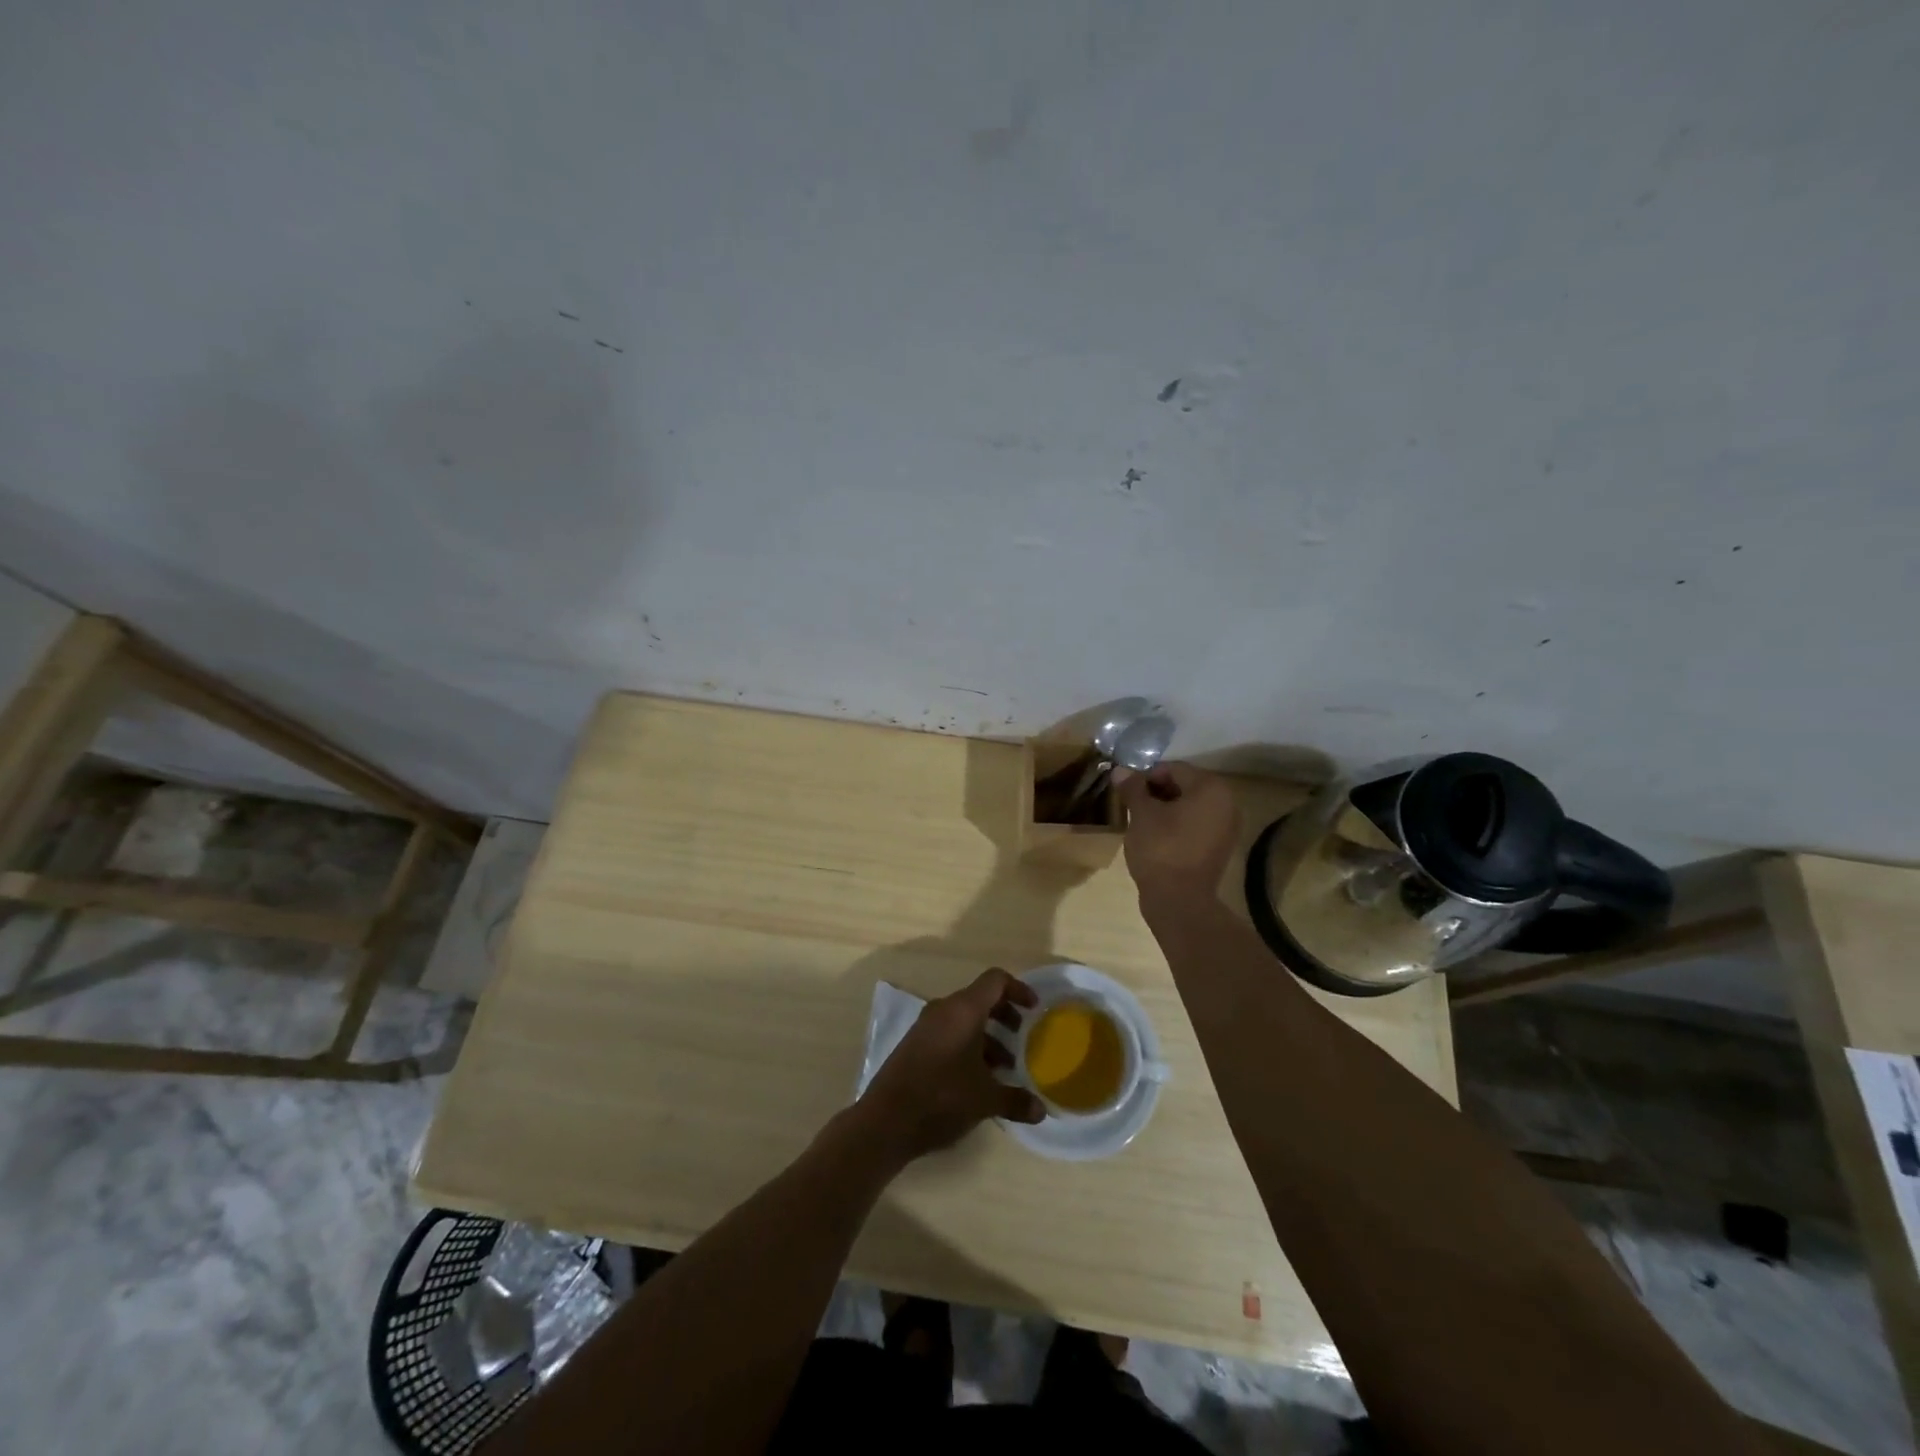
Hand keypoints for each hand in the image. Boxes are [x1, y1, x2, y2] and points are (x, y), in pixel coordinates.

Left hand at [858, 968, 1044, 1164]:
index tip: (1034, 1010)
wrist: (886, 1121)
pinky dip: (969, 1046)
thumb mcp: (985, 1100)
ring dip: (988, 1036)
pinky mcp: (915, 1045)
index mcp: (963, 1010)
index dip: (1018, 989)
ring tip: (1005, 1067)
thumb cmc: (941, 1098)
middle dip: (1005, 1015)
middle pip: (980, 998)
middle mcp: (944, 1010)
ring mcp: (926, 1027)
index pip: (996, 981)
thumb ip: (1016, 1100)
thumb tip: (1041, 1110)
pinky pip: (949, 1033)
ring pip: (965, 1019)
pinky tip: (978, 1079)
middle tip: (1023, 1038)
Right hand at [1113, 762, 1239, 903]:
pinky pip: (1196, 825)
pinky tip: (1157, 837)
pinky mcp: (1220, 847)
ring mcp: (1227, 827)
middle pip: (1184, 786)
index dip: (1146, 777)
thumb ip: (1133, 788)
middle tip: (1133, 806)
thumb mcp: (1141, 814)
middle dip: (1157, 792)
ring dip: (1166, 809)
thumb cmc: (1161, 849)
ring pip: (1190, 806)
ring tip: (1142, 822)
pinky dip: (1177, 825)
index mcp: (1211, 788)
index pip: (1173, 769)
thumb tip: (1120, 770)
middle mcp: (1227, 803)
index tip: (1128, 791)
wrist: (1179, 901)